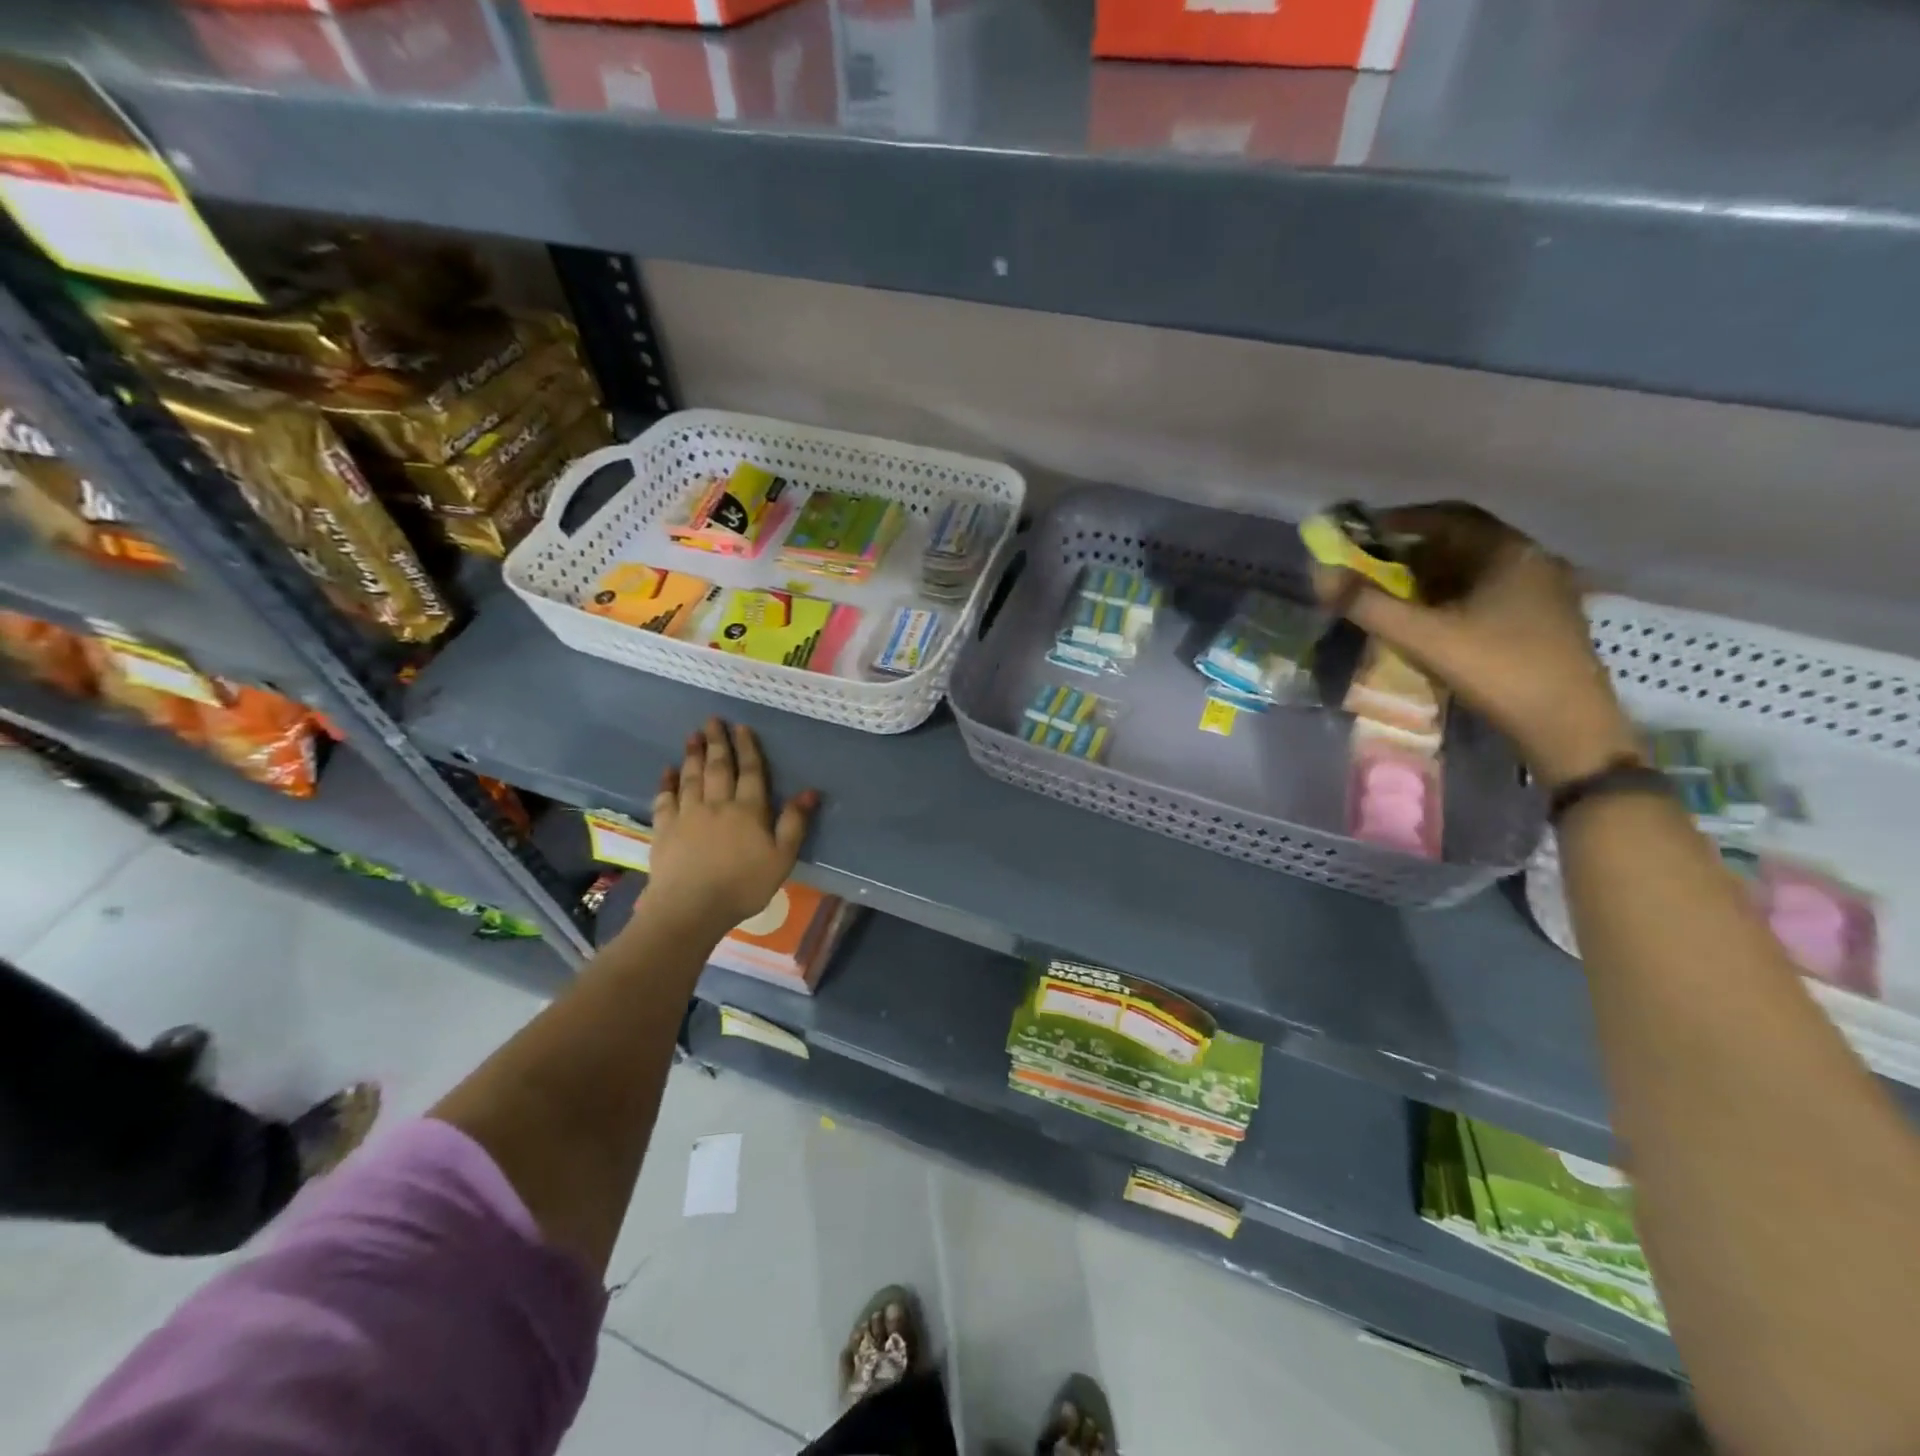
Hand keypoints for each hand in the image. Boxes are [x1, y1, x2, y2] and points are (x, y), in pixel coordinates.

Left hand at [643, 718, 819, 932]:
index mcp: (748, 810)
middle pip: (717, 768)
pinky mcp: (665, 830)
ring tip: (693, 736)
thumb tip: (809, 792)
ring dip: (692, 755)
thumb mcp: (782, 858)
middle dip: (716, 742)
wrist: (690, 908)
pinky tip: (667, 771)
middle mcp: (717, 805)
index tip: (742, 728)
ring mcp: (687, 815)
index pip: (750, 772)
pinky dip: (666, 783)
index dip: (747, 749)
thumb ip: (794, 824)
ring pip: (691, 777)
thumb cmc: (743, 886)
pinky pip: (665, 799)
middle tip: (712, 720)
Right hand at [1315, 503, 1638, 788]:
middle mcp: (1530, 560)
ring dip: (1430, 575)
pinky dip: (1451, 596)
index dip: (1400, 521)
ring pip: (1475, 569)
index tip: (1362, 535)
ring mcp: (1542, 591)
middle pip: (1462, 541)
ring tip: (1393, 595)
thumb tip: (1321, 575)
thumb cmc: (1496, 671)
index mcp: (1508, 552)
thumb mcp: (1422, 638)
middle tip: (1371, 567)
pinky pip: (1488, 592)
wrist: (1567, 726)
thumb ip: (1368, 605)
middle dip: (1411, 551)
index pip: (1447, 517)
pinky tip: (1430, 620)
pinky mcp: (1542, 620)